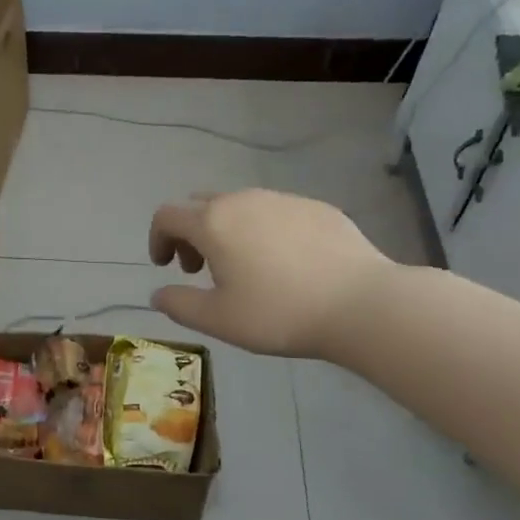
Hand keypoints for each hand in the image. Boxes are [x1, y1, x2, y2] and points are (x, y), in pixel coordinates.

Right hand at [148, 190, 393, 358]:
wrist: (361, 303)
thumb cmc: (279, 313)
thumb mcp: (218, 320)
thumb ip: (179, 304)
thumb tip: (158, 294)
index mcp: (213, 223)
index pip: (168, 215)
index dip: (157, 238)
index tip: (164, 266)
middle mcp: (244, 200)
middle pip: (202, 205)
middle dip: (191, 234)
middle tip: (201, 269)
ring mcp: (283, 199)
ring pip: (241, 206)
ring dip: (228, 231)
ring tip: (245, 268)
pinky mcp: (317, 207)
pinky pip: (276, 212)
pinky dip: (264, 231)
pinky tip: (286, 264)